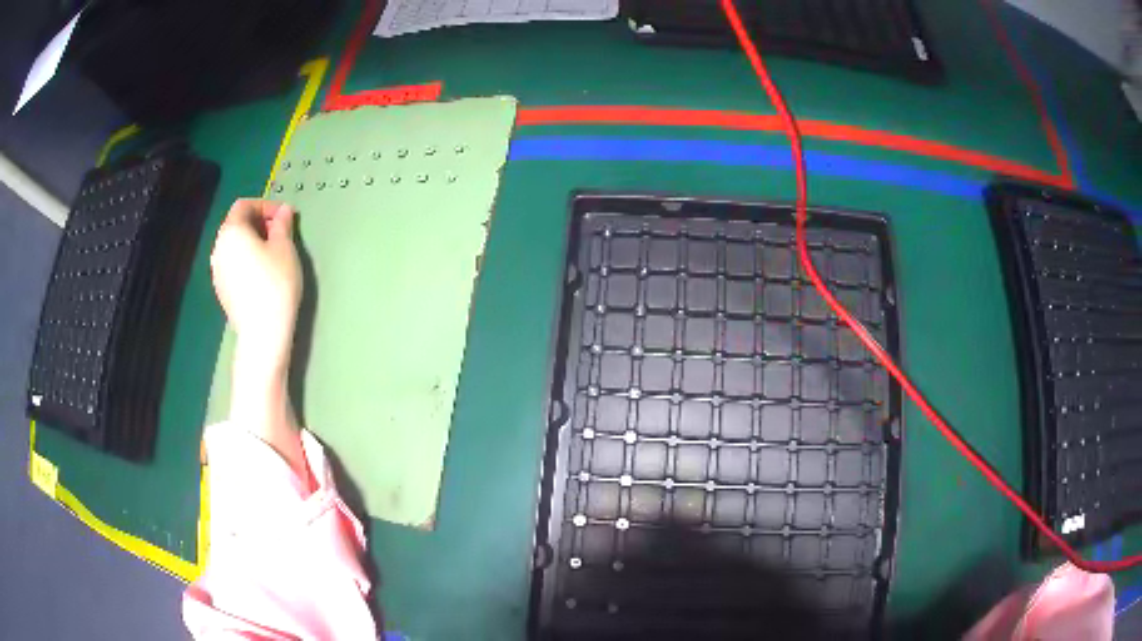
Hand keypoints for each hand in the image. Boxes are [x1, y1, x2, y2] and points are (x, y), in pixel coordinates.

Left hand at [210, 199, 307, 477]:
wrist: (262, 333)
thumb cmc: (275, 284)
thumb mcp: (285, 248)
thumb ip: (282, 224)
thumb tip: (283, 212)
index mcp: (231, 231)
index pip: (244, 205)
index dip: (265, 205)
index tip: (284, 217)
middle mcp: (218, 248)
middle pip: (236, 225)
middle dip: (258, 223)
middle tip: (281, 233)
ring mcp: (217, 272)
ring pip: (234, 246)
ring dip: (252, 242)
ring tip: (273, 254)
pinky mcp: (222, 291)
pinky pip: (233, 264)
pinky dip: (246, 260)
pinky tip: (263, 275)